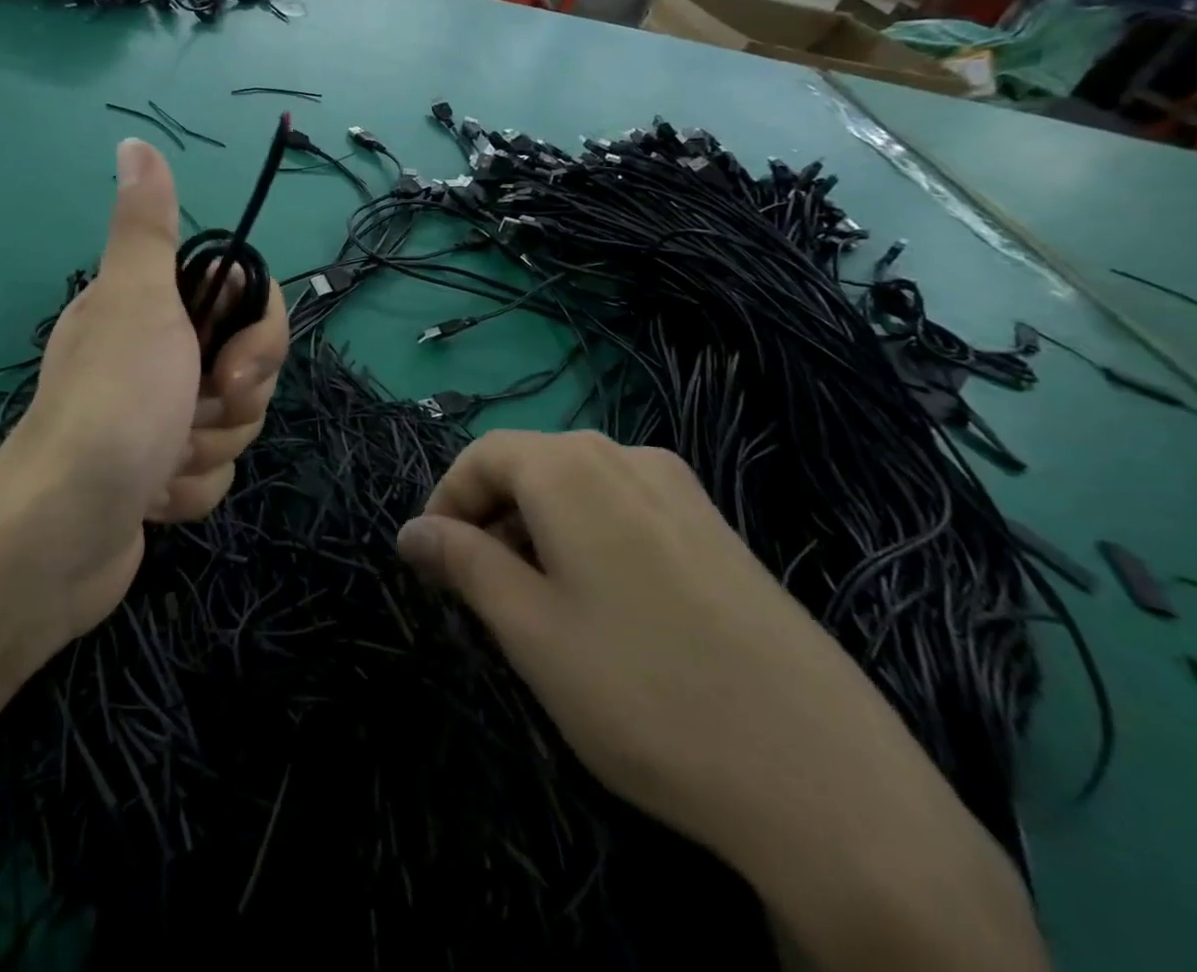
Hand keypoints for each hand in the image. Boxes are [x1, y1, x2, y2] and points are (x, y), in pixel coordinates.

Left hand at [0, 138, 287, 640]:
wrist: (64, 532)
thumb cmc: (115, 404)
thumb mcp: (136, 300)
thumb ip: (146, 226)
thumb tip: (133, 142)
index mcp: (150, 308)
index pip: (245, 303)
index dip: (257, 336)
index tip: (230, 367)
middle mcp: (153, 356)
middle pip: (248, 367)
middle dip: (232, 403)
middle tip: (192, 413)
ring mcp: (156, 419)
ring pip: (233, 425)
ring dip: (207, 450)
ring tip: (161, 464)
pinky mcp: (158, 475)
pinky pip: (211, 474)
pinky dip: (190, 490)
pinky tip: (153, 498)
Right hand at [396, 430, 1046, 971]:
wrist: (832, 787)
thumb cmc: (645, 695)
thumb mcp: (529, 630)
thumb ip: (462, 563)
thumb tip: (410, 530)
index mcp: (574, 468)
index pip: (482, 455)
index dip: (447, 502)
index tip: (436, 564)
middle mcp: (628, 457)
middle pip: (531, 466)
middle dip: (492, 519)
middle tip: (485, 594)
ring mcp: (684, 492)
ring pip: (578, 489)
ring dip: (539, 531)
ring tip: (541, 608)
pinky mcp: (720, 532)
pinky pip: (627, 511)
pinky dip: (590, 541)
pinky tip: (609, 612)